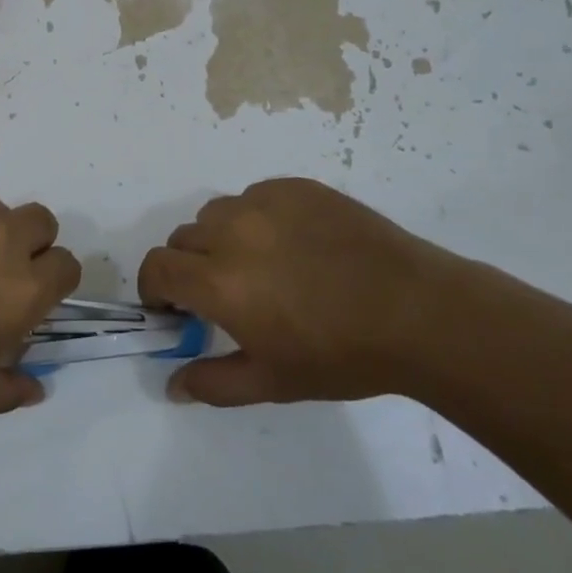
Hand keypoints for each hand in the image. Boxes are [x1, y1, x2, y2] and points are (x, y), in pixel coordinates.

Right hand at [138, 178, 462, 406]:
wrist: (417, 312)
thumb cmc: (341, 355)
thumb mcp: (272, 382)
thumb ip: (213, 383)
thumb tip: (172, 384)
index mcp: (218, 280)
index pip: (156, 267)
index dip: (154, 289)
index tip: (173, 309)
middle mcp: (231, 231)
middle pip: (183, 238)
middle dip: (188, 267)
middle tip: (220, 294)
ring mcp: (264, 202)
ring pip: (216, 214)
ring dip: (220, 239)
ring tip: (258, 265)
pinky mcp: (295, 188)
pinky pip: (255, 197)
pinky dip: (256, 219)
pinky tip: (292, 245)